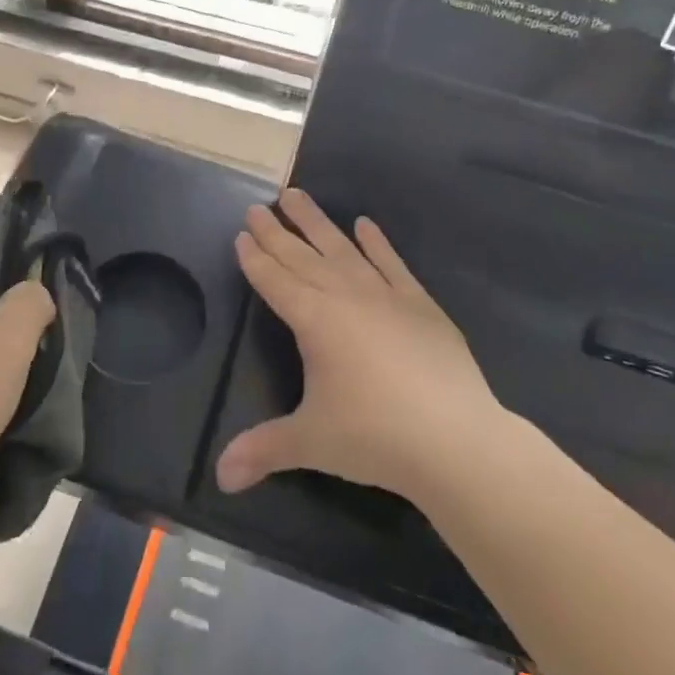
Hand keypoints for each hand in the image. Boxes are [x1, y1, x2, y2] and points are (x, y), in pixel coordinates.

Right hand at [216, 190, 505, 502]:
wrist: (456, 440)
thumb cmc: (374, 437)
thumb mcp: (310, 442)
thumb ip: (262, 451)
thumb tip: (219, 479)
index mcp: (314, 321)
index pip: (275, 281)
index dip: (255, 258)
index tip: (241, 233)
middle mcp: (346, 298)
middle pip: (302, 257)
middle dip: (276, 232)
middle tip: (257, 206)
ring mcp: (386, 297)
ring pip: (343, 250)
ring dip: (318, 223)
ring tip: (297, 195)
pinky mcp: (421, 306)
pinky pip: (393, 265)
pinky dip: (378, 243)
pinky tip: (366, 225)